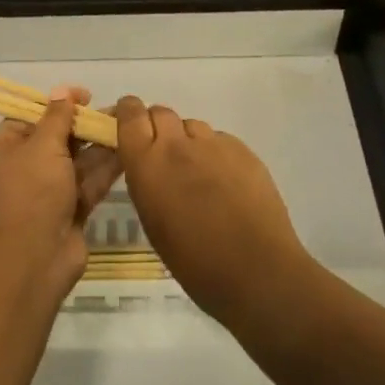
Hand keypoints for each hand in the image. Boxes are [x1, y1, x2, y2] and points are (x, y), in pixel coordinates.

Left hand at [0, 86, 121, 291]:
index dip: (56, 104)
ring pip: (76, 160)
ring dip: (99, 143)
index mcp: (3, 149)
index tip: (84, 96)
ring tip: (128, 124)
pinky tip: (129, 149)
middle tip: (114, 111)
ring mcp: (46, 191)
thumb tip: (62, 91)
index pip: (29, 116)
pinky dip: (106, 168)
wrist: (33, 261)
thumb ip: (57, 117)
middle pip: (55, 138)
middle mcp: (22, 168)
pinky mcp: (69, 210)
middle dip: (83, 124)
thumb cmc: (30, 194)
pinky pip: (87, 182)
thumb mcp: (42, 146)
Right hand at [115, 96, 312, 329]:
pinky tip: (225, 182)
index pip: (130, 115)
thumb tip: (150, 167)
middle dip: (157, 126)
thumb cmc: (195, 261)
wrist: (256, 271)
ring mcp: (213, 143)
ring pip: (192, 126)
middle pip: (160, 112)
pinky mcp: (243, 149)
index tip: (128, 124)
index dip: (128, 113)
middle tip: (163, 154)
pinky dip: (215, 153)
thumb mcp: (152, 222)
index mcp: (148, 163)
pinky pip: (219, 140)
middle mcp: (177, 144)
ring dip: (187, 140)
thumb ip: (147, 182)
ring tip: (198, 172)